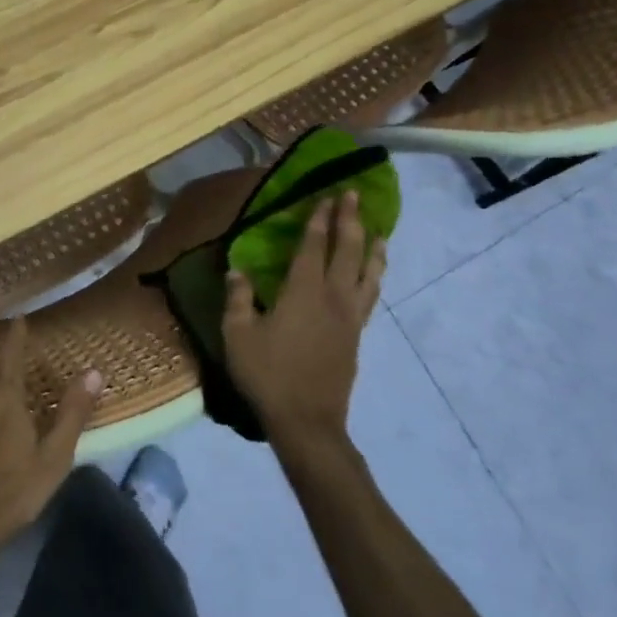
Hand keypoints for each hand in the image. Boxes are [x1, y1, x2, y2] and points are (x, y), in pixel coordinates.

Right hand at [223, 190, 385, 454]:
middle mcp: (333, 297)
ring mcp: (350, 317)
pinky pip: (371, 296)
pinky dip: (375, 277)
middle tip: (354, 195)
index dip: (320, 219)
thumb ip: (237, 297)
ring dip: (372, 247)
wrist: (306, 421)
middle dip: (350, 220)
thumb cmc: (267, 374)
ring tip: (378, 230)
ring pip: (368, 273)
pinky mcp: (356, 336)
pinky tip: (373, 275)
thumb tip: (237, 268)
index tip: (327, 195)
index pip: (314, 246)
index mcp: (303, 292)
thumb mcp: (238, 334)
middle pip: (347, 251)